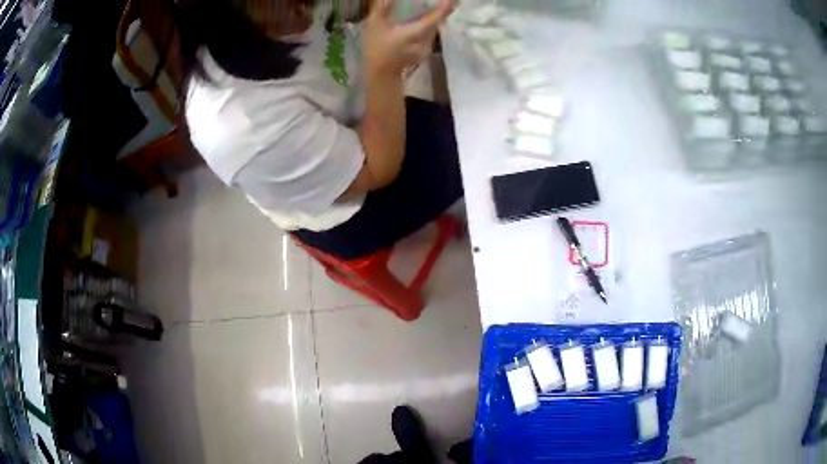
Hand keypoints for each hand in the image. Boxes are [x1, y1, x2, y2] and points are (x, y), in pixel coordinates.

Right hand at [364, 0, 453, 76]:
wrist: (381, 75)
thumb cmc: (376, 49)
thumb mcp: (375, 27)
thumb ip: (382, 9)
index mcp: (415, 34)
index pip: (435, 19)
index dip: (445, 8)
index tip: (451, 0)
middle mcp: (426, 41)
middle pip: (437, 22)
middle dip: (440, 10)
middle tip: (441, 1)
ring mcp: (427, 48)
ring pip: (434, 28)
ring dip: (434, 17)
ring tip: (433, 6)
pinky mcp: (424, 51)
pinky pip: (430, 34)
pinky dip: (428, 25)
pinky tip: (422, 19)